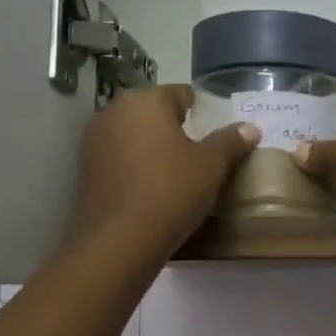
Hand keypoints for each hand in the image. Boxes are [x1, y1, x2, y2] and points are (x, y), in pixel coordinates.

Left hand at [67, 85, 259, 256]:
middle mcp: (113, 112)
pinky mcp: (84, 171)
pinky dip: (134, 165)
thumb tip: (250, 128)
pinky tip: (150, 185)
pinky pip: (118, 158)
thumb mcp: (211, 166)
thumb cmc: (171, 191)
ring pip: (131, 134)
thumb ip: (229, 142)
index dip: (198, 107)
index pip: (178, 93)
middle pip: (151, 111)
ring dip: (150, 145)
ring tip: (174, 168)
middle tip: (197, 147)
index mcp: (145, 102)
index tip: (212, 123)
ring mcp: (94, 141)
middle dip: (172, 125)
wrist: (119, 241)